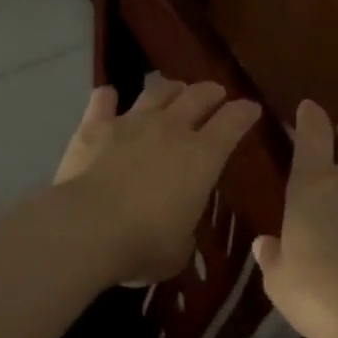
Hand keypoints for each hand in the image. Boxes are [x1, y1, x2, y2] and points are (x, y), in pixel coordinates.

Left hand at [54, 74, 260, 285]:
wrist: (86, 229)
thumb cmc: (143, 244)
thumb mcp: (179, 249)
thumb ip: (184, 230)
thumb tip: (178, 227)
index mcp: (202, 157)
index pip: (233, 122)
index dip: (245, 112)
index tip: (251, 108)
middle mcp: (171, 129)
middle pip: (198, 96)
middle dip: (212, 92)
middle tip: (216, 93)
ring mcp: (131, 122)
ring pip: (157, 91)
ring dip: (170, 88)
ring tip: (173, 89)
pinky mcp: (94, 127)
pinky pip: (103, 101)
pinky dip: (108, 98)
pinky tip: (108, 96)